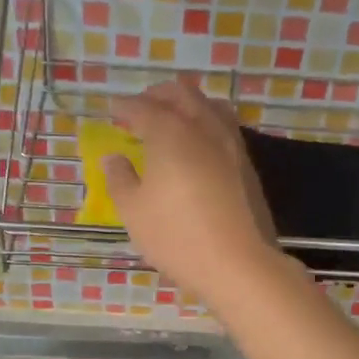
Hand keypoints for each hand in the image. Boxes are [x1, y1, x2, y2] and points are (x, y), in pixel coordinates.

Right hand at [102, 80, 281, 300]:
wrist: (239, 264)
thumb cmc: (177, 236)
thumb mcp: (133, 212)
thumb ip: (120, 179)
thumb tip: (114, 158)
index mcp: (170, 132)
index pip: (142, 107)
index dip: (124, 107)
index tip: (112, 112)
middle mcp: (203, 127)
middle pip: (181, 93)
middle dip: (157, 95)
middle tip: (140, 109)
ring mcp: (231, 144)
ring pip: (210, 105)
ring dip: (187, 105)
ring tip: (173, 122)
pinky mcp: (247, 164)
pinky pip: (225, 128)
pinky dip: (206, 124)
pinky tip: (197, 147)